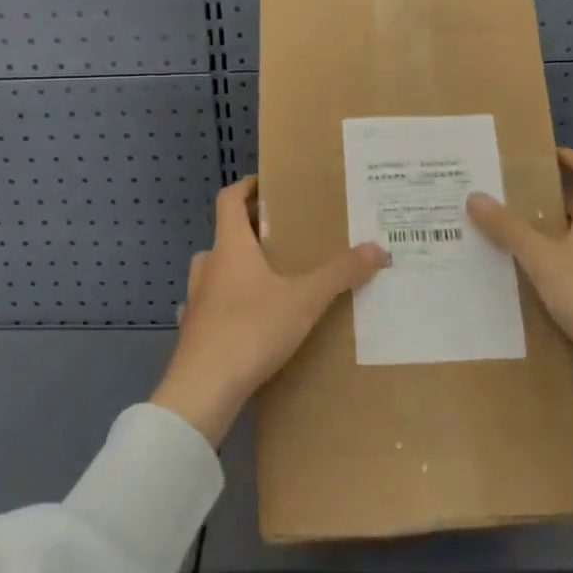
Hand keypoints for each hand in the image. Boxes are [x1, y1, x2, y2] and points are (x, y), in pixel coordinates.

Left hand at [152, 176, 389, 445]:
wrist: (202, 390)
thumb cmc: (251, 329)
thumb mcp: (304, 299)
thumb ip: (340, 273)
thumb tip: (378, 248)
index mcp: (230, 247)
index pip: (229, 200)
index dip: (246, 186)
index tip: (267, 183)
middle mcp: (209, 266)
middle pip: (225, 234)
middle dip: (251, 230)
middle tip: (283, 235)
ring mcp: (196, 300)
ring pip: (216, 270)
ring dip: (237, 266)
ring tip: (269, 277)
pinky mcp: (194, 331)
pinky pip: (212, 304)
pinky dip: (228, 302)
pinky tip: (248, 318)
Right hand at [466, 148, 572, 380]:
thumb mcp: (542, 260)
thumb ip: (508, 229)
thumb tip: (475, 196)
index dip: (570, 157)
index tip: (540, 157)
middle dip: (551, 200)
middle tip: (512, 202)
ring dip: (555, 236)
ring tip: (516, 243)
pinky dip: (563, 267)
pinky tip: (538, 286)